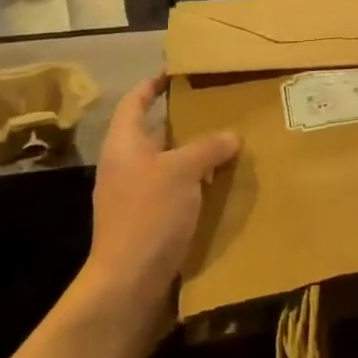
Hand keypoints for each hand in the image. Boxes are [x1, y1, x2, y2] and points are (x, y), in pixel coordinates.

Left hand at [86, 75, 239, 309]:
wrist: (128, 285)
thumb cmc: (148, 216)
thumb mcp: (181, 172)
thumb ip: (206, 148)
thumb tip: (230, 136)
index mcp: (123, 145)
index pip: (135, 102)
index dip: (153, 84)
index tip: (178, 72)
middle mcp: (127, 167)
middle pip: (156, 134)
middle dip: (187, 122)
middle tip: (222, 109)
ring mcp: (137, 198)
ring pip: (171, 166)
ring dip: (197, 157)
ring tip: (233, 146)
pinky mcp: (151, 224)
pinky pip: (178, 195)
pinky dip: (199, 187)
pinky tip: (226, 188)